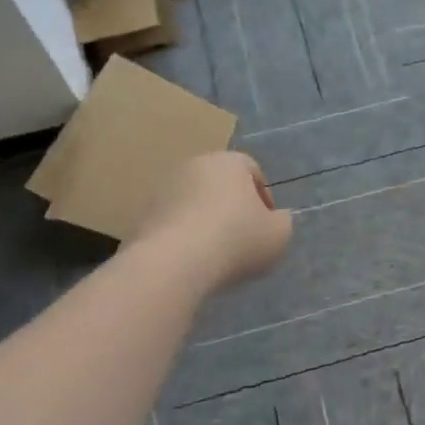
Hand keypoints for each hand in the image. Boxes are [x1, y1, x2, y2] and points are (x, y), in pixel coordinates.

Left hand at [127, 151, 291, 290]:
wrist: (172, 263)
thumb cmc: (235, 240)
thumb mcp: (278, 235)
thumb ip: (282, 222)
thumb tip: (275, 219)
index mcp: (229, 162)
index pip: (252, 169)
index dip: (264, 196)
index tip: (267, 224)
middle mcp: (193, 165)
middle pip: (219, 183)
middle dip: (231, 207)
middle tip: (241, 238)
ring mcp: (163, 189)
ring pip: (193, 201)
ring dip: (204, 220)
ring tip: (213, 253)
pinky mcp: (142, 214)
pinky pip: (171, 222)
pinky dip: (182, 236)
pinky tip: (189, 261)